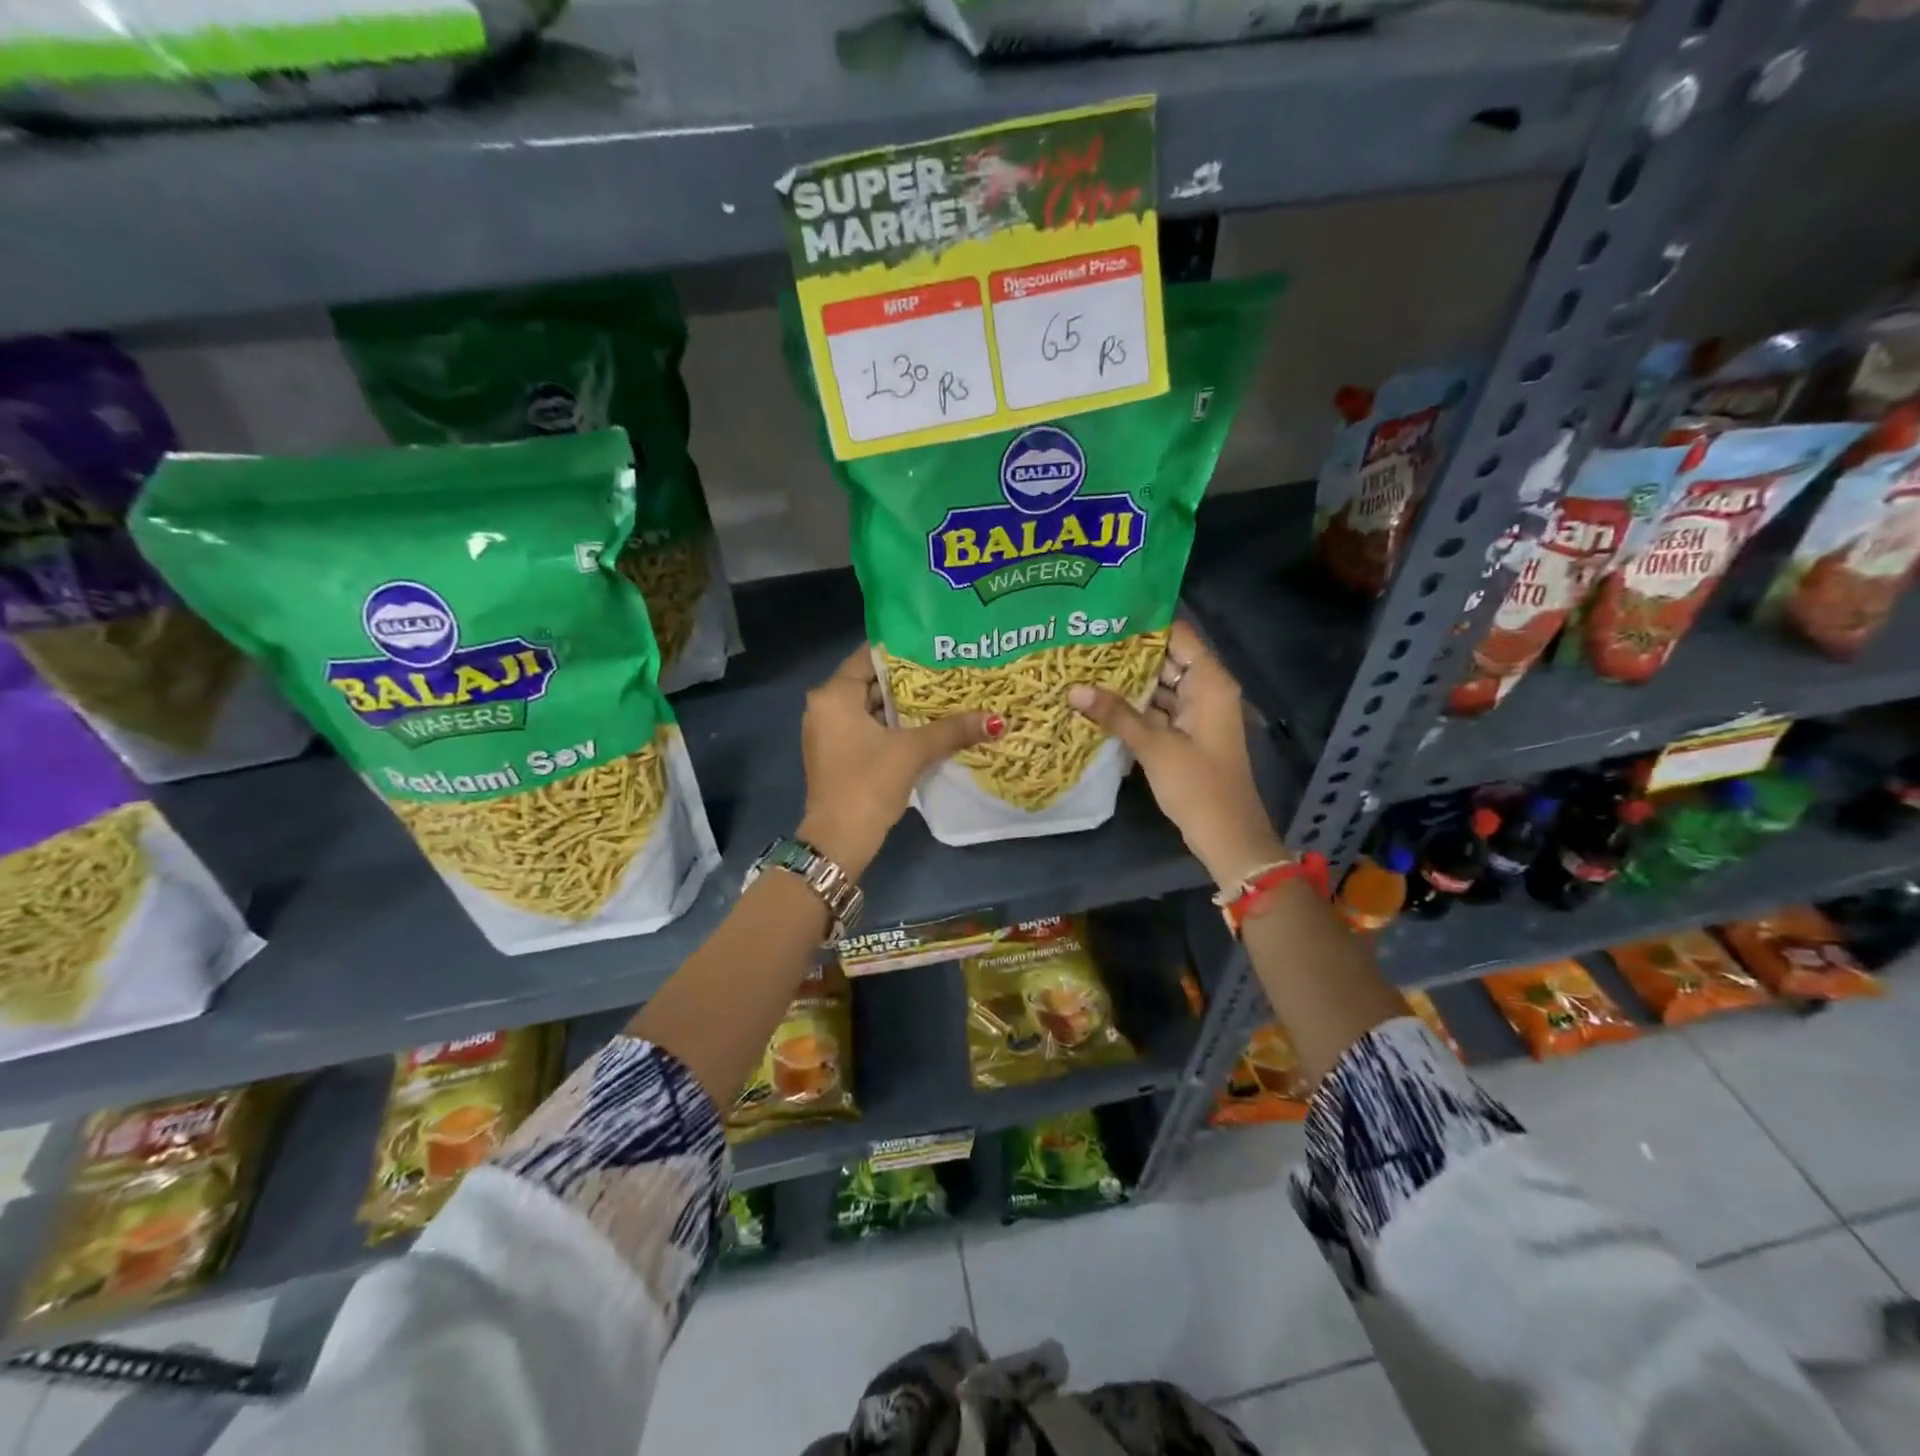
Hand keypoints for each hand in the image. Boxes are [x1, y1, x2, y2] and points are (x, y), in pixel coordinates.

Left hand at [798, 645, 998, 877]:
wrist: (838, 841)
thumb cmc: (868, 784)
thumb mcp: (912, 752)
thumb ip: (952, 730)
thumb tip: (997, 720)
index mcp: (833, 695)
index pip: (870, 656)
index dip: (905, 650)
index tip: (937, 647)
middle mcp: (825, 706)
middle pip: (872, 682)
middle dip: (910, 681)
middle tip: (949, 671)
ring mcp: (829, 732)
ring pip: (872, 707)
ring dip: (904, 706)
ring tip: (945, 696)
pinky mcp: (838, 753)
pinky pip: (868, 727)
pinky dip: (894, 726)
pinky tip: (927, 727)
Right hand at [1067, 620, 1285, 886]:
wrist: (1227, 835)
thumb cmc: (1198, 785)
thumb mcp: (1154, 746)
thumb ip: (1115, 714)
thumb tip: (1073, 688)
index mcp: (1210, 682)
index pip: (1178, 635)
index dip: (1144, 623)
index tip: (1104, 614)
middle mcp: (1206, 690)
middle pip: (1166, 659)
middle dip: (1127, 653)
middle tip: (1084, 641)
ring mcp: (1196, 713)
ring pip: (1159, 685)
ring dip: (1128, 681)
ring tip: (1084, 666)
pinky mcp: (1186, 735)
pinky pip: (1158, 709)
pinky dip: (1134, 706)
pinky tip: (1099, 701)